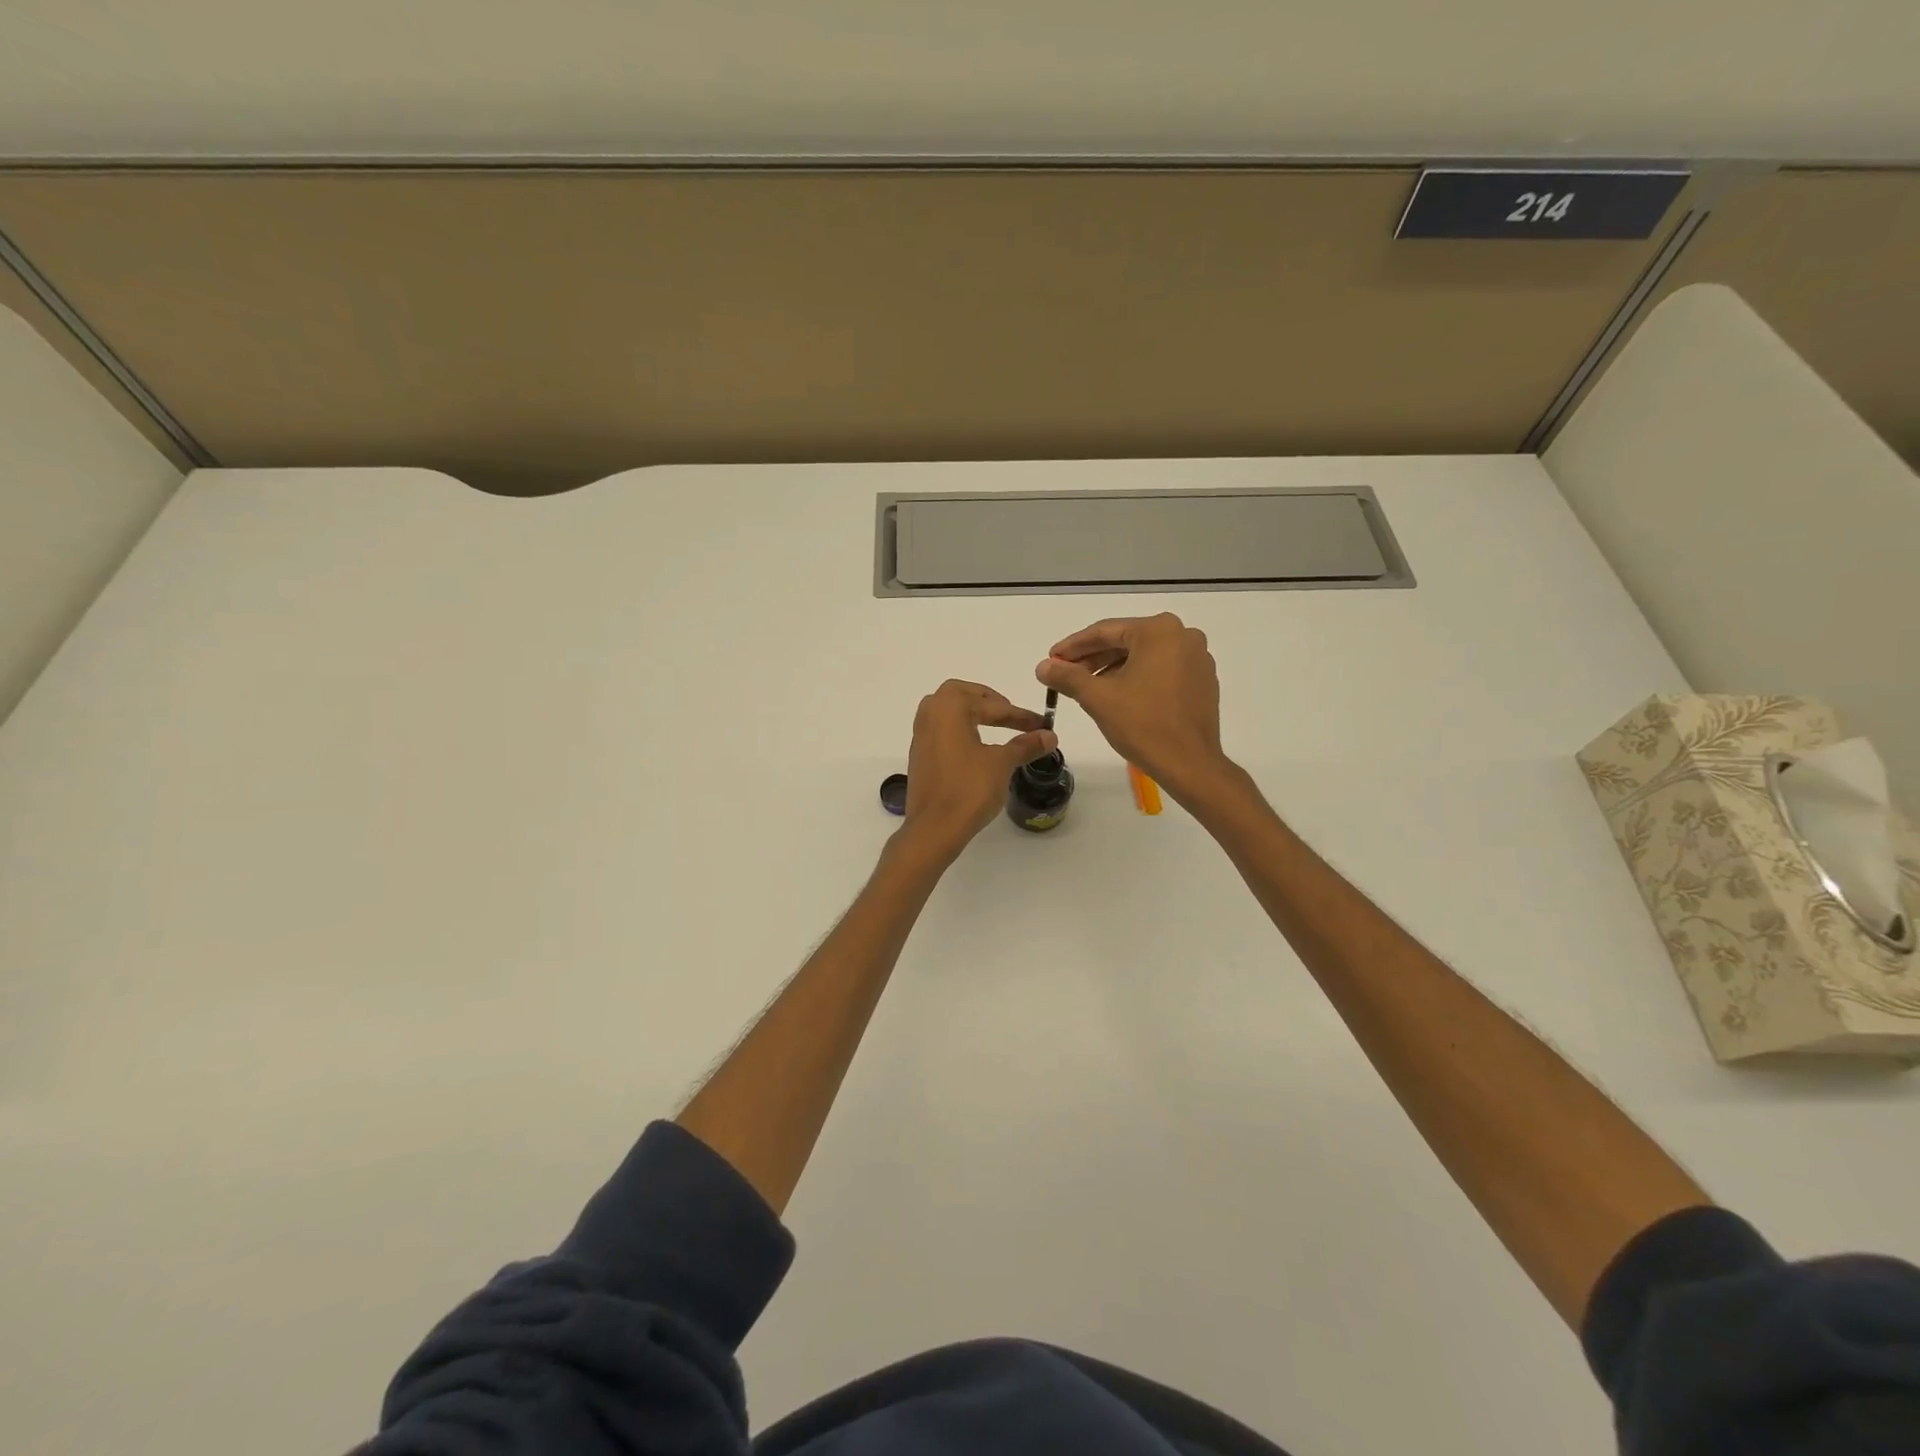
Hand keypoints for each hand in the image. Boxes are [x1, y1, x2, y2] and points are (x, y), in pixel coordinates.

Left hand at [903, 680, 1057, 858]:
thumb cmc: (969, 789)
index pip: (992, 705)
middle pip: (960, 694)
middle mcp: (930, 715)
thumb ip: (1025, 745)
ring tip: (995, 725)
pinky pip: (941, 731)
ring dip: (971, 713)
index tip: (1042, 724)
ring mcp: (920, 736)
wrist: (934, 828)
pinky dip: (960, 730)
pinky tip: (975, 746)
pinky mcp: (919, 756)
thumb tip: (1049, 735)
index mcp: (949, 707)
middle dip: (988, 700)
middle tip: (1010, 713)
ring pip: (946, 711)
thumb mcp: (1002, 764)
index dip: (1020, 715)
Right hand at [1035, 613, 1229, 799]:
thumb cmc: (1143, 724)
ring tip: (1086, 687)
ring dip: (1113, 668)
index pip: (1105, 631)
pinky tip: (1118, 695)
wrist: (1189, 763)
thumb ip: (1067, 676)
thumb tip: (1043, 666)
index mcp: (1159, 631)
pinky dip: (1137, 677)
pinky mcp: (1202, 680)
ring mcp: (1197, 658)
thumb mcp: (1097, 698)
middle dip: (1092, 658)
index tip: (1051, 659)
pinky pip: (1162, 669)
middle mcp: (1182, 635)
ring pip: (1143, 656)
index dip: (1073, 646)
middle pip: (1126, 641)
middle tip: (1064, 673)